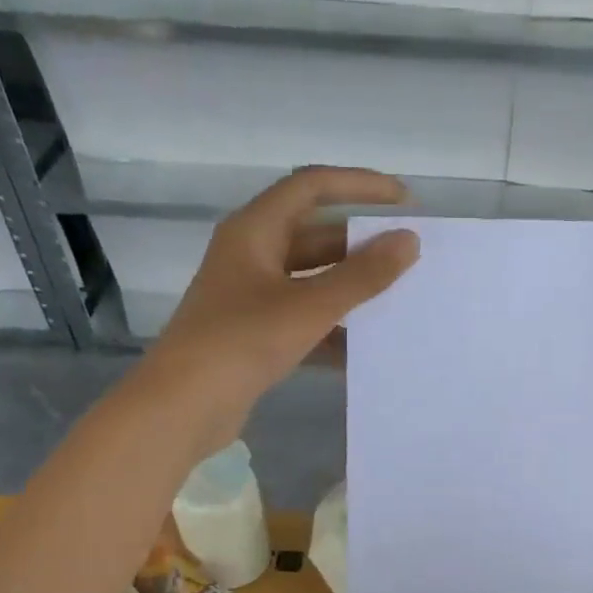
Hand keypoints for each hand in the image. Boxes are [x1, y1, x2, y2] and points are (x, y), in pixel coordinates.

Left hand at [135, 167, 419, 448]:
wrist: (184, 406)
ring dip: (351, 289)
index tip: (404, 201)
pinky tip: (365, 348)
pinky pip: (304, 318)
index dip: (360, 185)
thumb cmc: (242, 342)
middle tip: (408, 258)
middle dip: (361, 245)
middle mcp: (252, 255)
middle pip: (316, 236)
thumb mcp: (309, 306)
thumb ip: (362, 275)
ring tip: (397, 300)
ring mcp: (252, 296)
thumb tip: (408, 241)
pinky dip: (333, 328)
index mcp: (254, 231)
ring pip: (312, 280)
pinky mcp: (256, 333)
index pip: (312, 188)